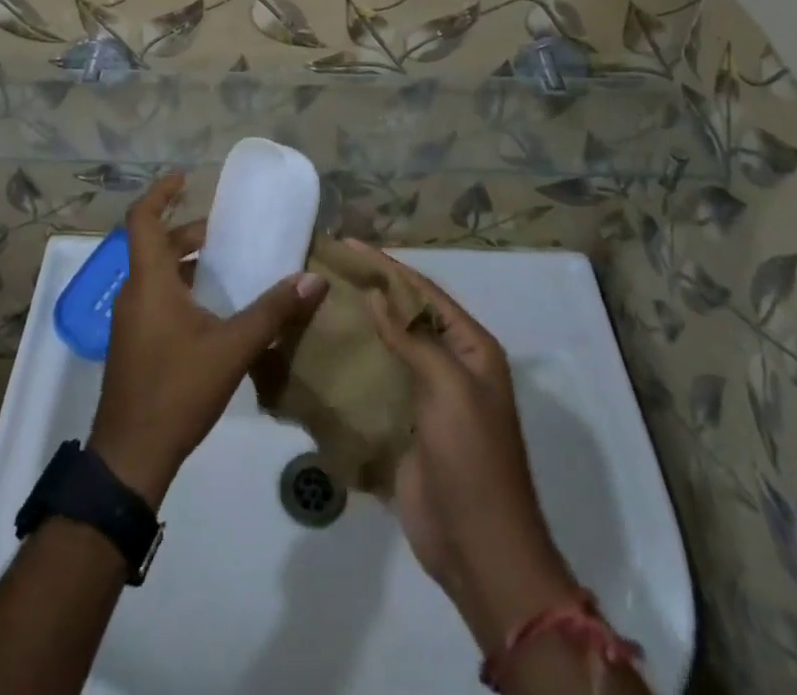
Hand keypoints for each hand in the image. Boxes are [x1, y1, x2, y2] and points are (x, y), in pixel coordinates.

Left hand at [90, 173, 327, 504]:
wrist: (131, 456)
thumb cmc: (176, 390)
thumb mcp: (232, 347)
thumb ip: (273, 311)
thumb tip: (313, 279)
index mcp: (149, 280)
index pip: (143, 219)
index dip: (160, 192)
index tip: (185, 178)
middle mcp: (134, 292)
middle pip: (154, 245)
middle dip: (187, 230)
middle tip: (225, 229)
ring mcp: (130, 320)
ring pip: (155, 273)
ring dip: (186, 261)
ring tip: (227, 264)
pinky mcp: (134, 343)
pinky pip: (156, 297)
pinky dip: (181, 287)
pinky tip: (213, 309)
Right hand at [357, 244, 579, 650]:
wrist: (478, 550)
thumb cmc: (472, 458)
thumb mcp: (449, 388)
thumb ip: (412, 339)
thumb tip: (378, 296)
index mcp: (472, 349)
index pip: (425, 292)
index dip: (389, 267)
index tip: (350, 246)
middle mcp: (450, 365)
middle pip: (406, 316)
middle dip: (372, 292)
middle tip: (328, 270)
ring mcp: (426, 397)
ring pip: (388, 347)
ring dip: (359, 327)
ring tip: (318, 303)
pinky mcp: (403, 425)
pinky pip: (376, 383)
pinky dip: (353, 366)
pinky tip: (321, 353)